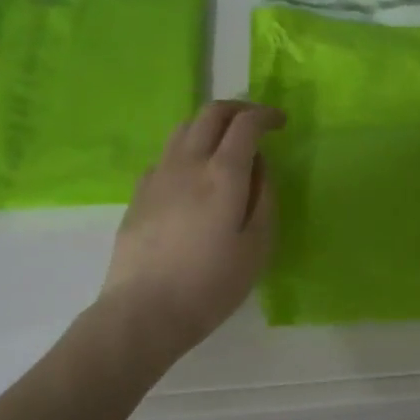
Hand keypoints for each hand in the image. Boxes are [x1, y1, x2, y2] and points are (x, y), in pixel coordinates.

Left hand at [99, 100, 285, 358]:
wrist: (143, 311)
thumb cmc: (210, 285)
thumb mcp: (257, 246)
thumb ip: (264, 198)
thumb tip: (259, 165)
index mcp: (223, 174)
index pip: (245, 124)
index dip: (266, 115)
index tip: (280, 122)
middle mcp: (188, 163)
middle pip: (211, 113)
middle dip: (238, 109)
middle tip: (255, 122)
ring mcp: (158, 175)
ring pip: (184, 128)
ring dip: (209, 124)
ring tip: (225, 143)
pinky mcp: (139, 192)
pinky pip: (166, 154)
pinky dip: (187, 149)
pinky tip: (193, 175)